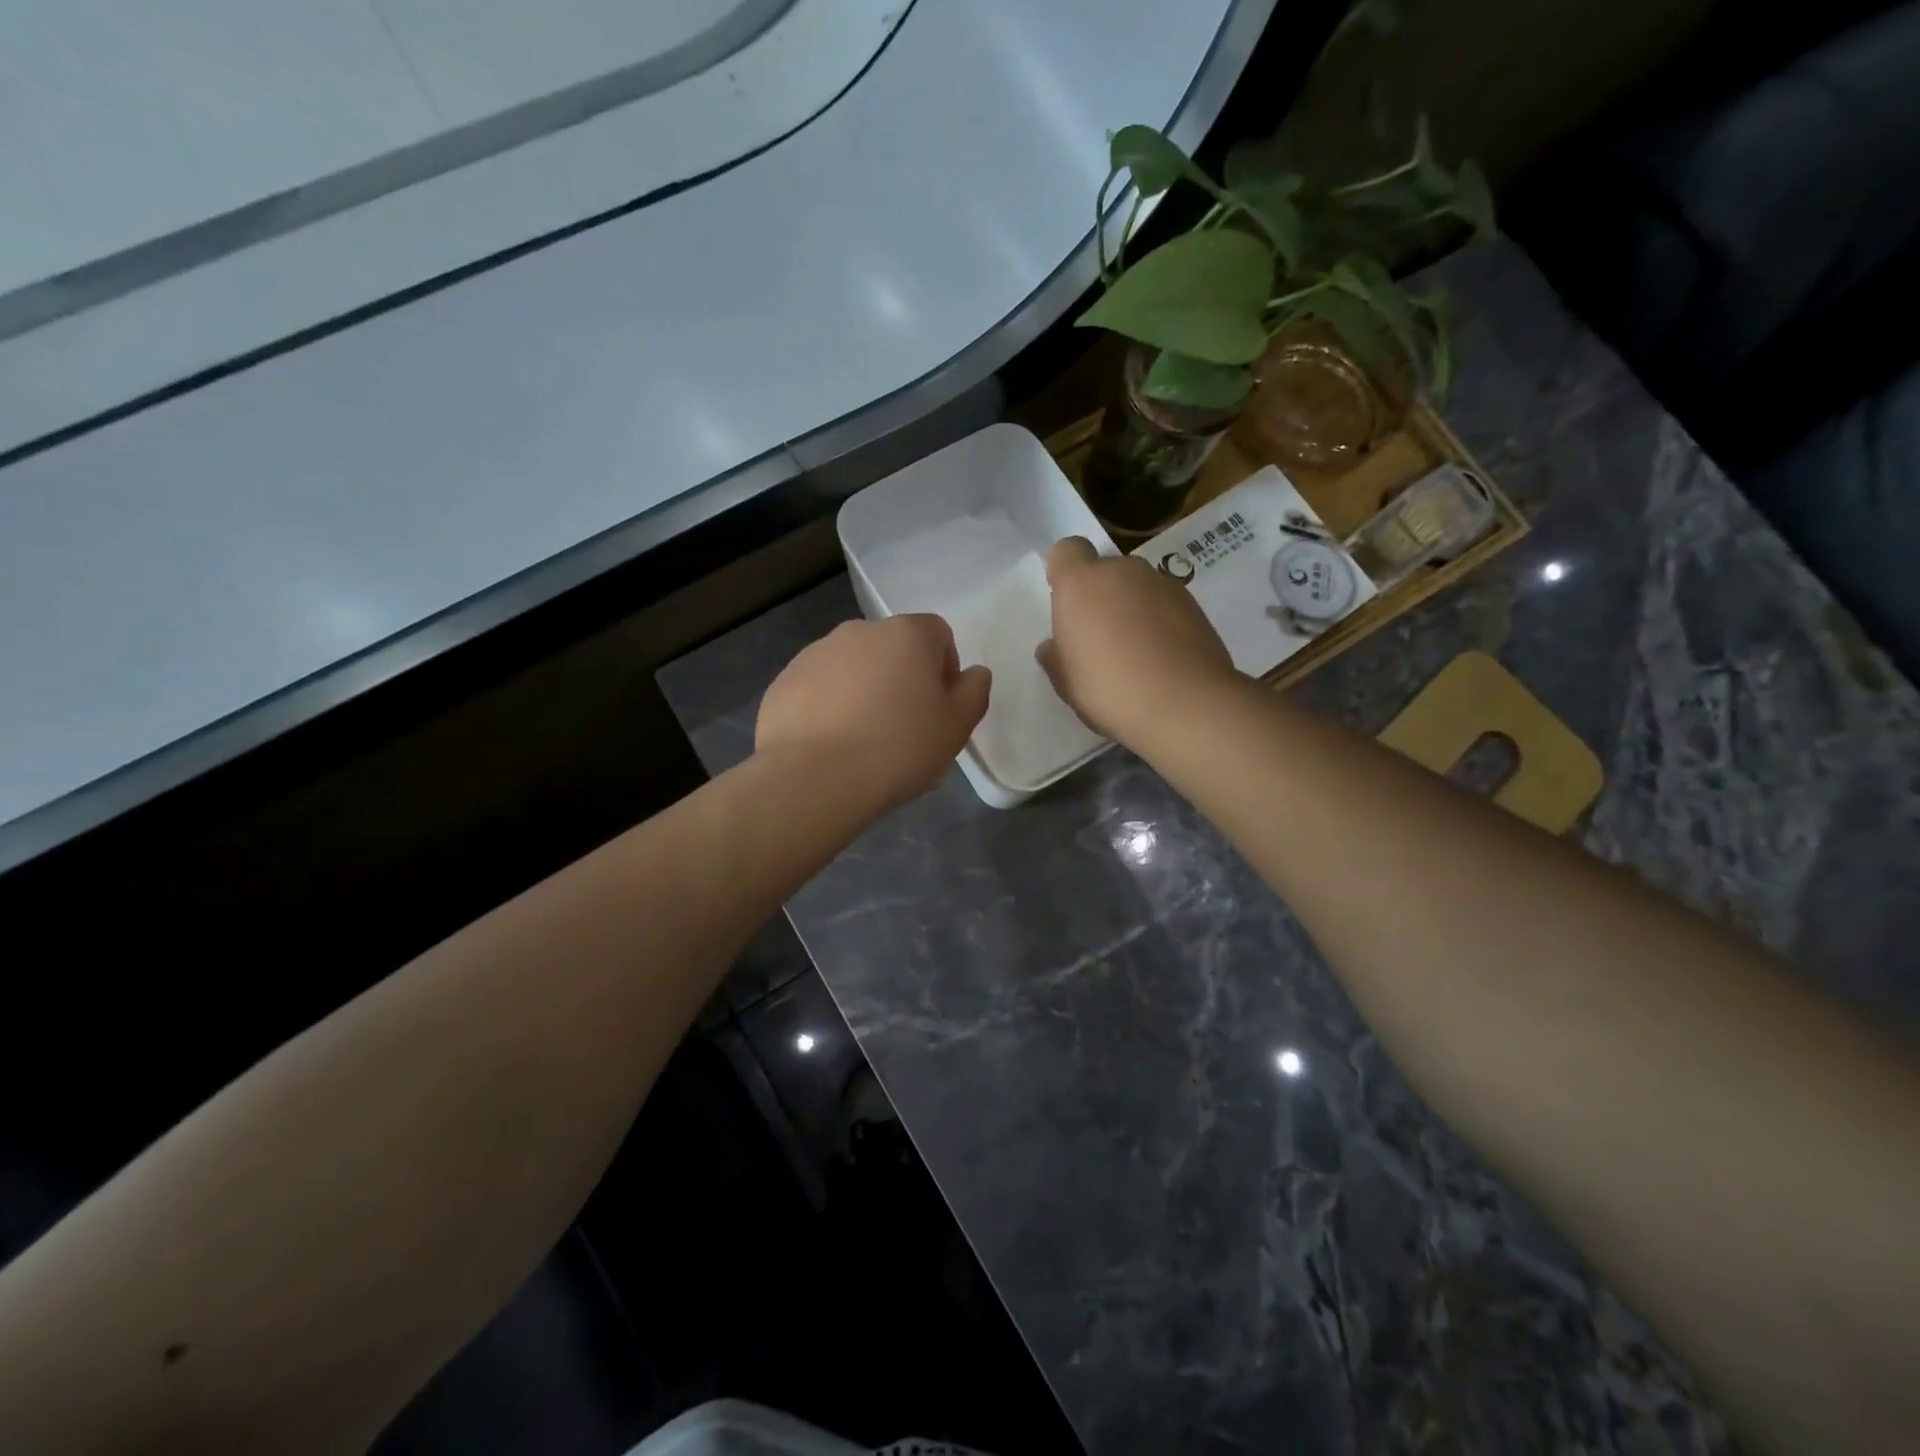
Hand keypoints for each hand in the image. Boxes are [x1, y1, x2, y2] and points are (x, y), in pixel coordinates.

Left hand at [757, 614, 990, 813]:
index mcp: (907, 634)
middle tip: (904, 727)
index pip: (938, 634)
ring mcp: (816, 653)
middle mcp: (860, 631)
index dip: (945, 668)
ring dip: (863, 691)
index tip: (939, 708)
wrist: (814, 777)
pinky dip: (828, 707)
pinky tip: (830, 745)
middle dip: (901, 678)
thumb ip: (974, 693)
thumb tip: (974, 673)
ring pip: (852, 667)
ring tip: (862, 740)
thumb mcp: (956, 727)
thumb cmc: (899, 748)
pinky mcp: (784, 681)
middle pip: (892, 648)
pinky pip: (818, 688)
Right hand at [1035, 536, 1237, 743]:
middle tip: (1100, 638)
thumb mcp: (1067, 683)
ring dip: (1132, 608)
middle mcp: (1122, 572)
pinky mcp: (1194, 603)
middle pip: (1105, 570)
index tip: (1068, 604)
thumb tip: (1054, 647)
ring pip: (1137, 587)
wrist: (1185, 705)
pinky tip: (1162, 658)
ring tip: (1136, 652)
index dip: (1065, 572)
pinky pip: (1165, 604)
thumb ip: (1056, 657)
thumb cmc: (1110, 691)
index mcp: (1081, 584)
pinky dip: (1161, 621)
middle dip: (1101, 595)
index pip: (1067, 551)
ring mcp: (1162, 584)